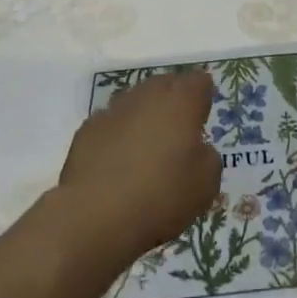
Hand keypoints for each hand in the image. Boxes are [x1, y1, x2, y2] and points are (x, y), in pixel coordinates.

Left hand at [57, 70, 221, 265]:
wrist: (94, 215)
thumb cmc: (160, 196)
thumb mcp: (205, 185)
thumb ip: (209, 158)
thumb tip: (198, 150)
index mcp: (182, 101)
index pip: (199, 82)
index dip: (202, 99)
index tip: (201, 121)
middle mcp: (148, 95)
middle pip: (166, 85)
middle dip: (172, 103)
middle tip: (176, 135)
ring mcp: (114, 109)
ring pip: (136, 102)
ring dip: (143, 118)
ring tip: (145, 151)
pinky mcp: (88, 128)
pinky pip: (111, 124)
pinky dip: (117, 136)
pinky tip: (116, 165)